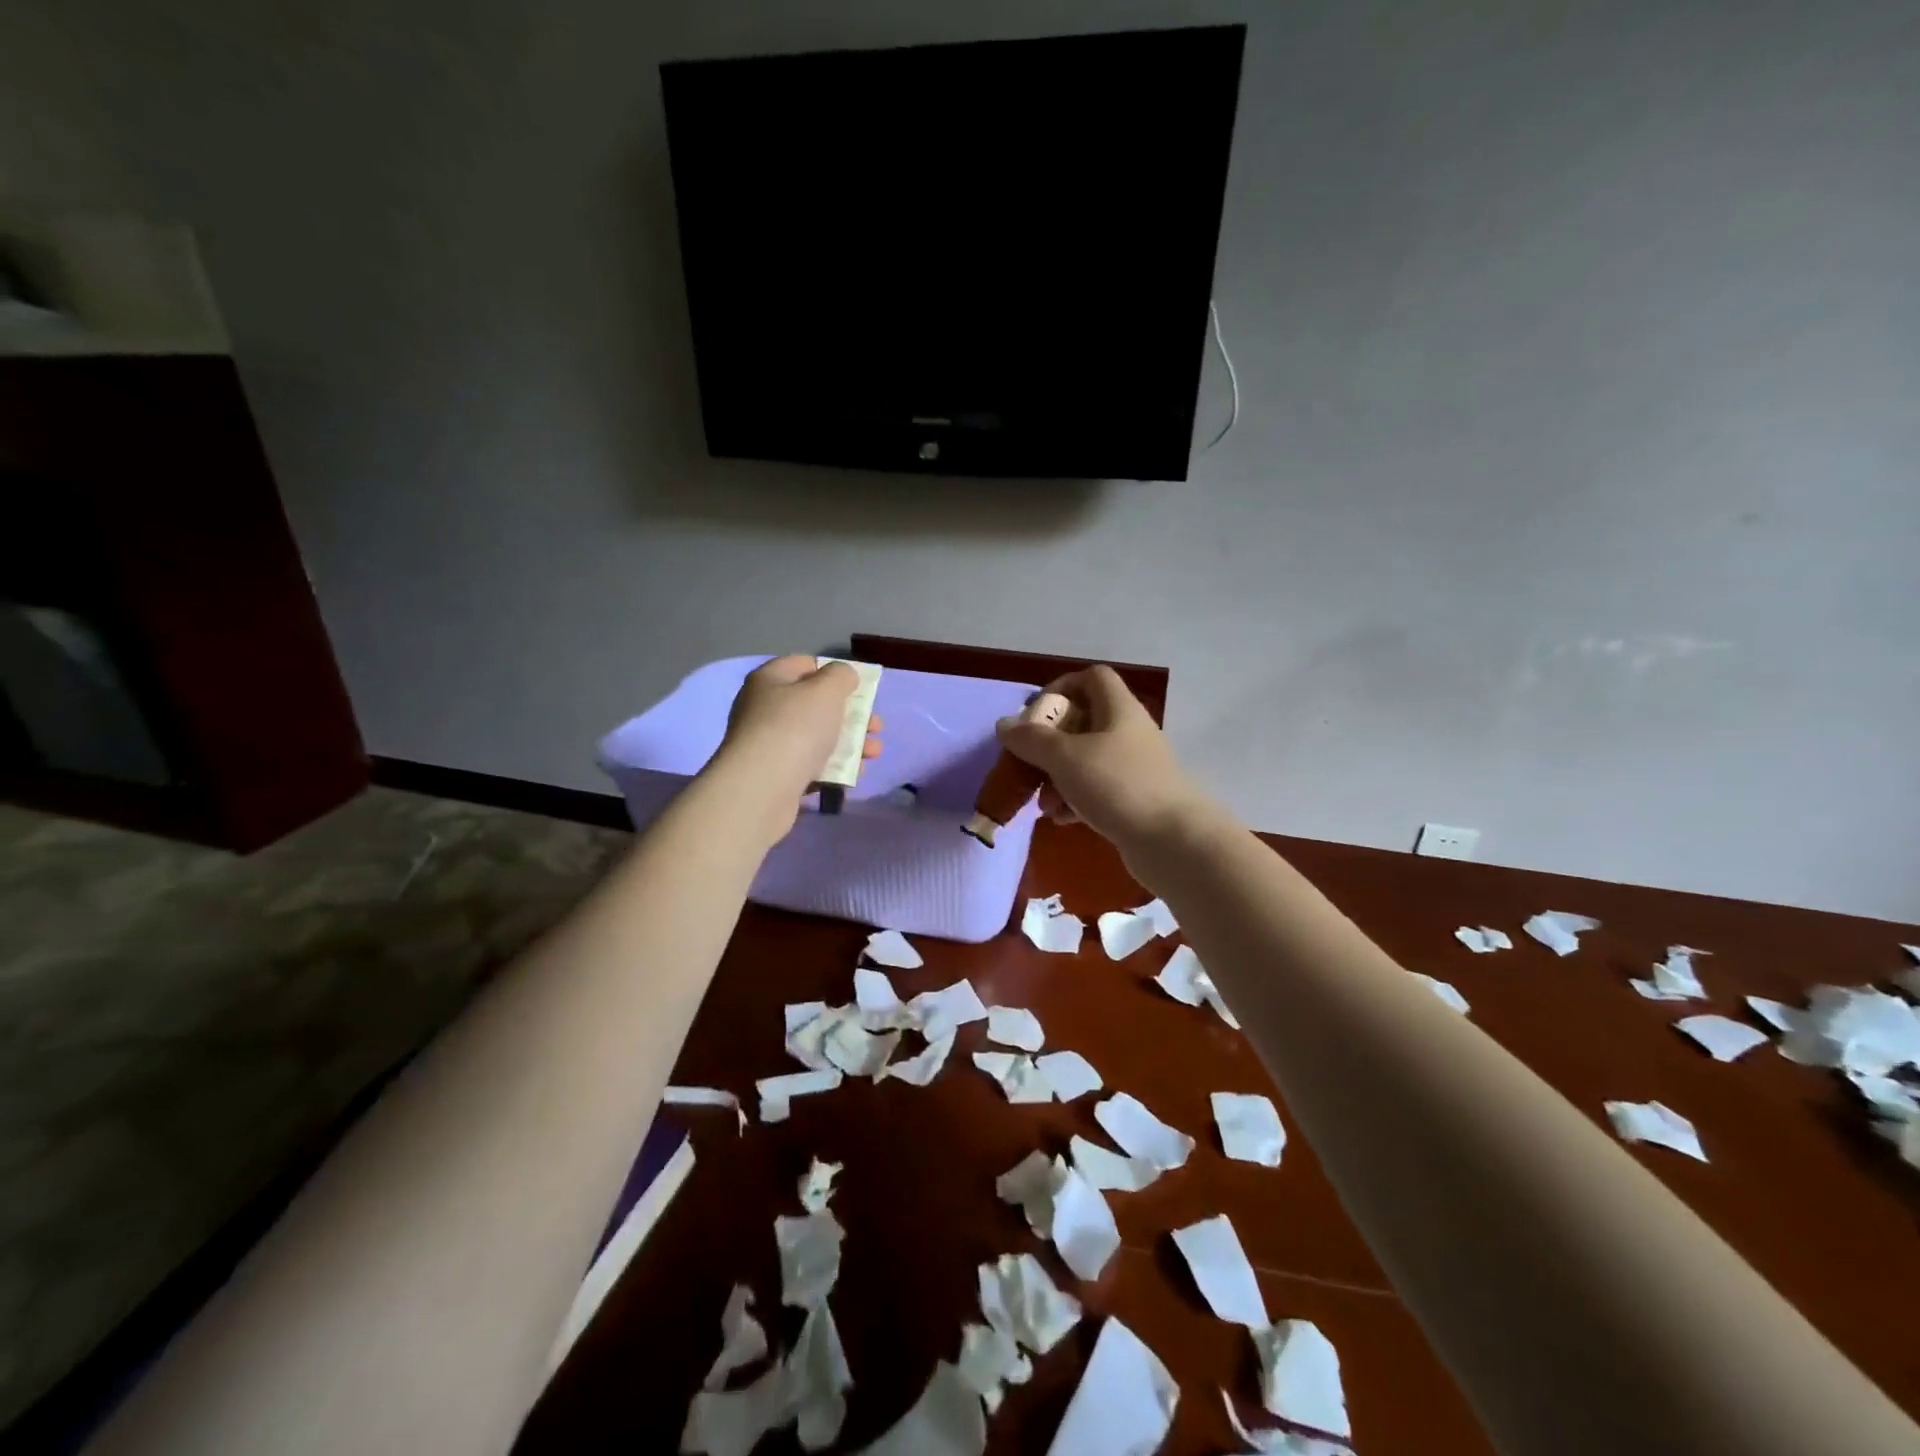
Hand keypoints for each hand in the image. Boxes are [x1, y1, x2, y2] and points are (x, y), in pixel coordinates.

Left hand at [711, 656, 881, 839]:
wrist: (761, 789)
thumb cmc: (795, 728)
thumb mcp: (826, 690)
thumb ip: (841, 676)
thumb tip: (843, 676)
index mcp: (771, 680)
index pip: (806, 665)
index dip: (835, 673)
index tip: (860, 689)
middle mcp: (765, 708)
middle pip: (816, 704)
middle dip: (851, 714)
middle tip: (875, 726)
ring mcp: (769, 743)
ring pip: (818, 736)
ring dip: (850, 742)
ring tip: (873, 753)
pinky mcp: (776, 775)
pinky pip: (811, 765)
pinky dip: (834, 767)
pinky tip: (854, 774)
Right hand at [994, 665, 1206, 850]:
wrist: (1173, 841)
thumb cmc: (1118, 786)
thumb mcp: (1066, 758)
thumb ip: (1031, 739)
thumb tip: (1005, 725)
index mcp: (1118, 710)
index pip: (1092, 678)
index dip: (1061, 687)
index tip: (1035, 715)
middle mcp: (1128, 732)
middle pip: (1082, 722)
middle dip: (1049, 744)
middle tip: (1029, 763)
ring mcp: (1133, 767)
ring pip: (1086, 760)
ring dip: (1058, 777)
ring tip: (1043, 803)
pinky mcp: (1134, 799)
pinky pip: (1096, 790)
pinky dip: (1074, 800)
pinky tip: (1061, 819)